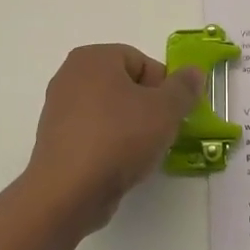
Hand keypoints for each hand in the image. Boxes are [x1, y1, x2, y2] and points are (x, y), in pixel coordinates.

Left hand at [24, 44, 204, 233]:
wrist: (68, 191)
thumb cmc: (119, 138)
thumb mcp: (165, 110)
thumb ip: (184, 87)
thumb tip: (194, 72)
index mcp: (93, 57)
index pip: (141, 61)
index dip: (164, 86)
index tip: (173, 113)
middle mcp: (70, 75)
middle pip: (125, 85)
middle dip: (148, 107)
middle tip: (162, 132)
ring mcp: (58, 109)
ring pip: (110, 111)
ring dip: (131, 128)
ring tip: (142, 153)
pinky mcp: (55, 140)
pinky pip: (93, 133)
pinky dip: (110, 144)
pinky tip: (120, 165)